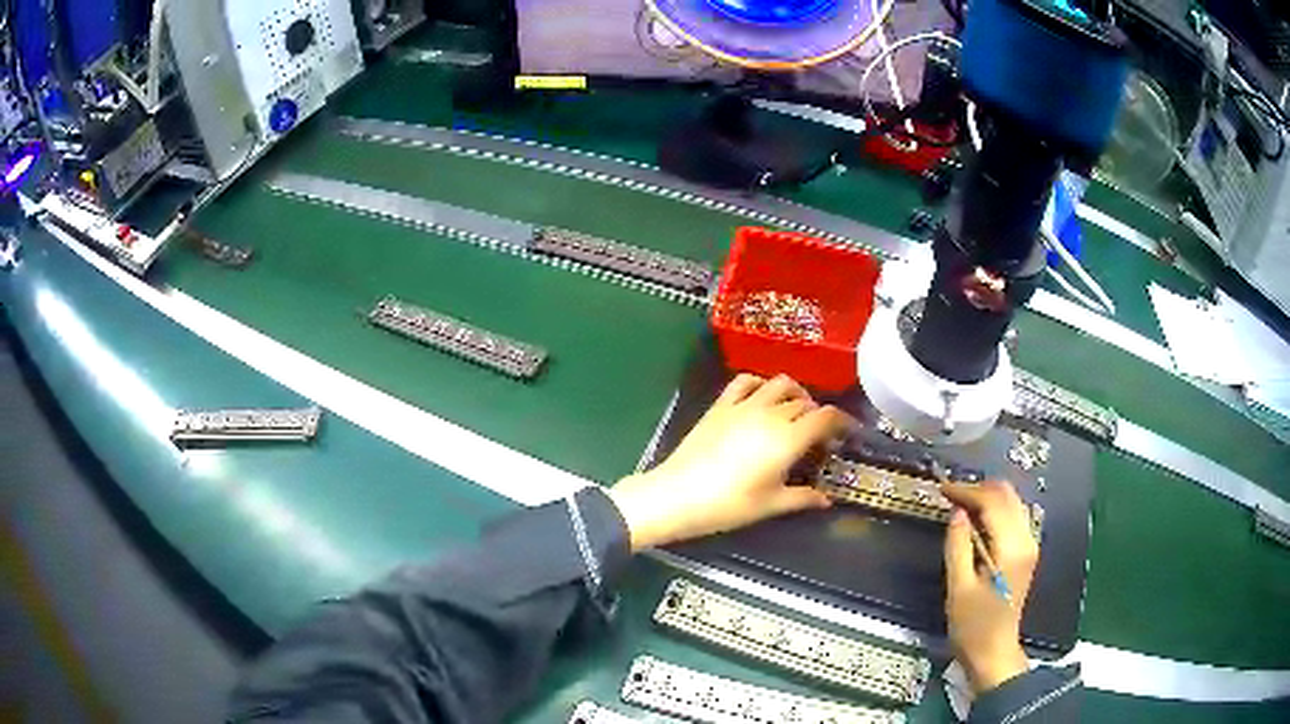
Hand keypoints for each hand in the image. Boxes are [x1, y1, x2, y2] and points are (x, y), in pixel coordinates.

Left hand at [609, 374, 851, 551]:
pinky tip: (762, 397)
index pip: (826, 417)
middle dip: (819, 415)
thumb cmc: (729, 505)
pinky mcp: (720, 405)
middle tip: (819, 437)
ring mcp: (744, 405)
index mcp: (788, 439)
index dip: (843, 421)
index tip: (848, 432)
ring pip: (780, 384)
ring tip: (796, 412)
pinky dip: (761, 383)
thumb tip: (827, 500)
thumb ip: (803, 498)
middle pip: (805, 403)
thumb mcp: (771, 505)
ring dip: (795, 393)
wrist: (678, 495)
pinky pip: (745, 381)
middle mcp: (770, 414)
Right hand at [941, 481, 1039, 693]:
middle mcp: (1027, 540)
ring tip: (960, 504)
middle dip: (979, 489)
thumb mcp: (959, 588)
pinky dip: (995, 510)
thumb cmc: (973, 626)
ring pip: (1013, 502)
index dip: (968, 491)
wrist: (994, 652)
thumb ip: (958, 546)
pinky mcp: (1026, 552)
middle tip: (950, 495)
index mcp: (1011, 549)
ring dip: (988, 497)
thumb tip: (957, 512)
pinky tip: (977, 520)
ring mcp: (1030, 545)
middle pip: (1008, 496)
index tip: (943, 490)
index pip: (993, 503)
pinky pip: (1013, 517)